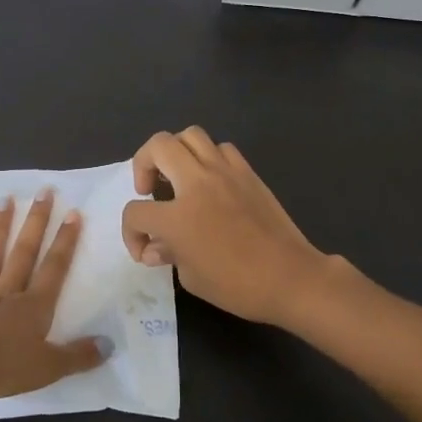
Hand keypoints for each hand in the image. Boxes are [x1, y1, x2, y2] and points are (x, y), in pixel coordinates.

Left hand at [0, 190, 107, 404]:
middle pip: (23, 253)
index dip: (65, 241)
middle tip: (43, 192)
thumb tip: (109, 344)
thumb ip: (79, 356)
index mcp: (32, 307)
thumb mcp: (50, 368)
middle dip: (36, 222)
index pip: (54, 268)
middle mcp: (5, 295)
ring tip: (4, 200)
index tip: (72, 212)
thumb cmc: (3, 371)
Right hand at [119, 128, 332, 325]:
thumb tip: (156, 246)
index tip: (144, 249)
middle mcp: (197, 184)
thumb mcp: (192, 278)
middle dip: (143, 164)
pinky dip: (209, 158)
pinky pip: (222, 148)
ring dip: (175, 151)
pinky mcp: (248, 173)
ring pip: (190, 135)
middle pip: (158, 146)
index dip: (131, 233)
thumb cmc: (238, 286)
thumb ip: (168, 254)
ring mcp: (225, 173)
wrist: (290, 278)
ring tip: (178, 175)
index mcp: (177, 217)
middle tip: (149, 188)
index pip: (136, 212)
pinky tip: (211, 180)